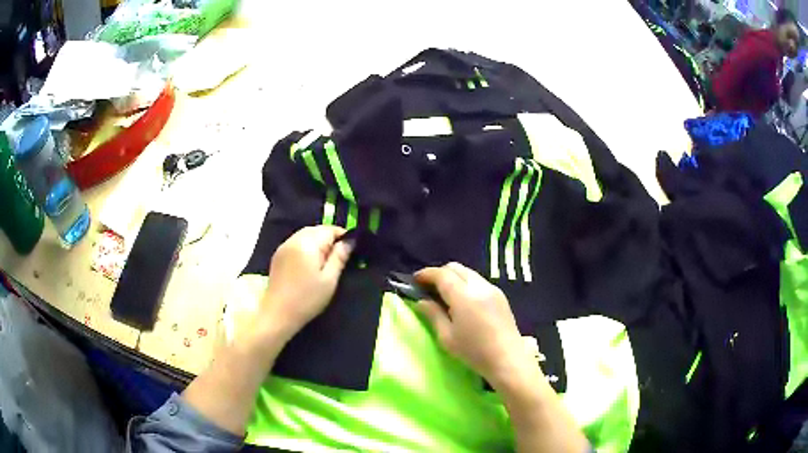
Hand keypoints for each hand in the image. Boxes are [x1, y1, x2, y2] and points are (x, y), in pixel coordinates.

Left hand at [261, 226, 352, 338]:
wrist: (278, 314)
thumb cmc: (307, 299)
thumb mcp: (329, 279)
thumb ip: (340, 257)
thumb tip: (350, 241)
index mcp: (307, 243)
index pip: (329, 229)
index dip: (343, 237)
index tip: (351, 250)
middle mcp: (294, 240)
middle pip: (316, 230)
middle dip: (329, 239)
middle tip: (339, 258)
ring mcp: (284, 247)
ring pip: (305, 236)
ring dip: (317, 243)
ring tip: (325, 262)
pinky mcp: (278, 256)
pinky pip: (296, 243)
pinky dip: (306, 248)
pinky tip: (310, 264)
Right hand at [415, 262, 535, 386]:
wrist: (508, 359)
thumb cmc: (474, 351)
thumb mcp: (447, 337)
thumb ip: (433, 314)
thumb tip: (421, 301)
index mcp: (464, 295)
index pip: (442, 274)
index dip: (426, 274)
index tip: (414, 281)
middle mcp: (479, 286)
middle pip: (456, 268)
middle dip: (439, 273)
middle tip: (428, 288)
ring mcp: (493, 289)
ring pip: (468, 273)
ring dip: (453, 278)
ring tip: (444, 295)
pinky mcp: (501, 296)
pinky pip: (478, 281)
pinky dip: (466, 284)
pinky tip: (462, 301)